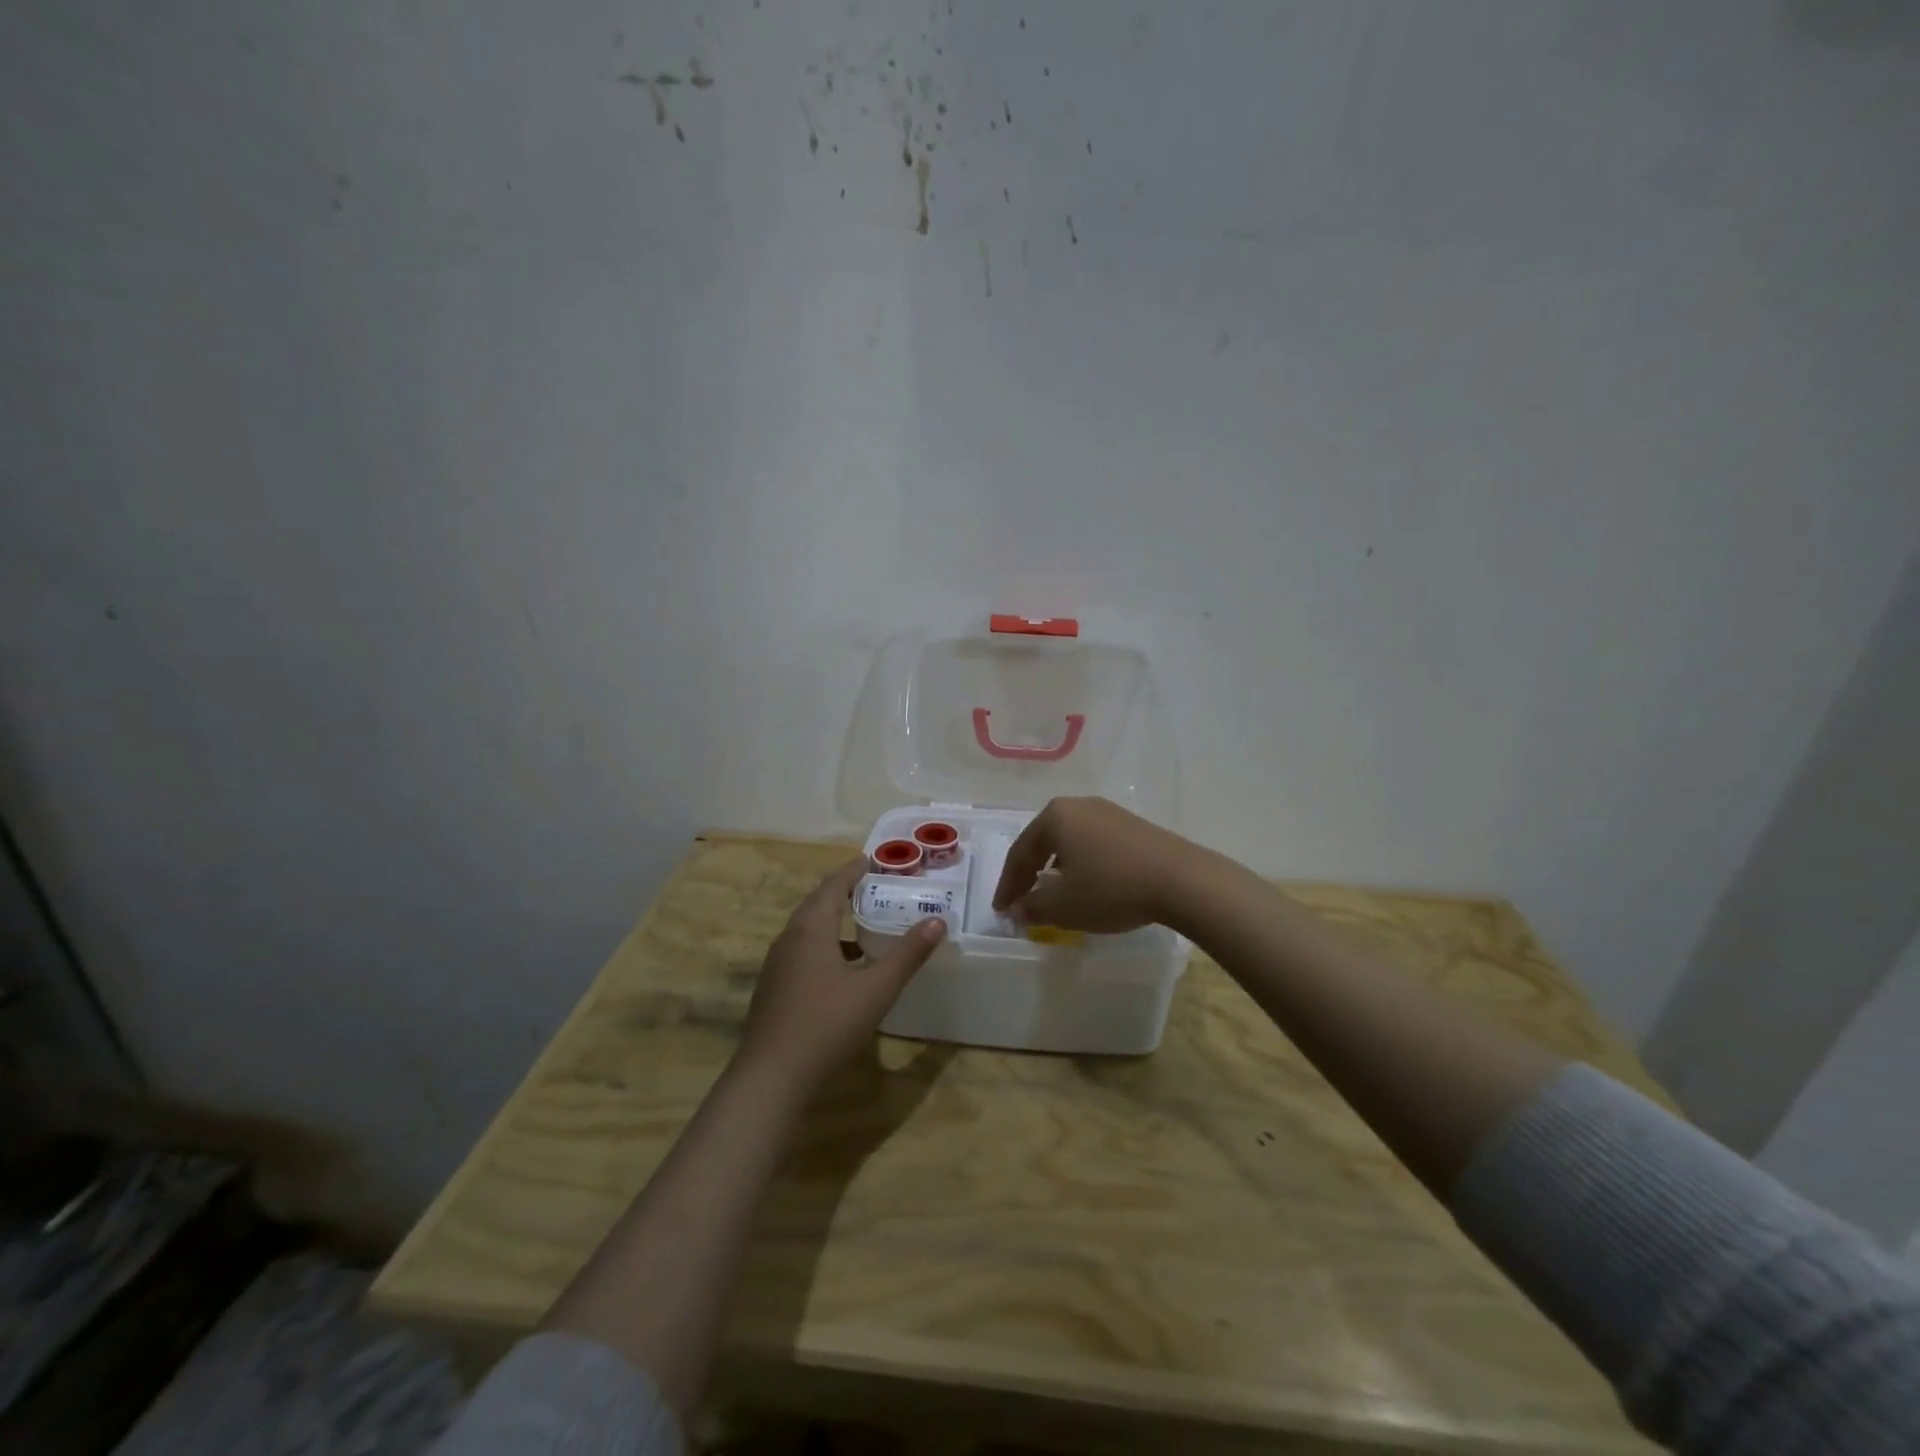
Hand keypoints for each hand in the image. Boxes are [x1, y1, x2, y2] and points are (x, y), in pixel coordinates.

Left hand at [738, 860, 945, 1090]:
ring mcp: (777, 965)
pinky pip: (802, 951)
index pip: (833, 885)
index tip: (871, 859)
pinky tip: (843, 968)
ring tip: (863, 924)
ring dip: (834, 920)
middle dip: (843, 891)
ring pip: (808, 930)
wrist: (771, 1076)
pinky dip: (825, 945)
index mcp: (811, 929)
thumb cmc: (826, 1024)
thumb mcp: (876, 989)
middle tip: (871, 886)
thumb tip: (937, 922)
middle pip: (817, 904)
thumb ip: (907, 955)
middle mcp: (789, 938)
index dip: (853, 871)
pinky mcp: (774, 988)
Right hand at [992, 797, 1203, 933]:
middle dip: (1030, 873)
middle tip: (1021, 900)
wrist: (1181, 880)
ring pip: (1069, 841)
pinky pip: (1094, 843)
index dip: (1008, 885)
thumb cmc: (1111, 889)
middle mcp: (1078, 805)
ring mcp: (1108, 812)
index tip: (1001, 910)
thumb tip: (1017, 909)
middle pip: (1043, 841)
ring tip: (1053, 893)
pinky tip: (1088, 883)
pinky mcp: (1132, 825)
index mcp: (1054, 817)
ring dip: (1056, 868)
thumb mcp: (1064, 906)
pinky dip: (1082, 864)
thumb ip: (1033, 907)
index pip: (1020, 853)